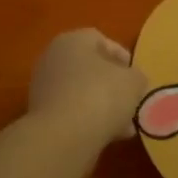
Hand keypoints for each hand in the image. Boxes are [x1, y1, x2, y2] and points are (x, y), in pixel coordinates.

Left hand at [27, 29, 147, 146]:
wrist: (63, 137)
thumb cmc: (101, 96)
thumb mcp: (134, 81)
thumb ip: (137, 77)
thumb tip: (133, 82)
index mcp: (72, 41)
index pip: (100, 40)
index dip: (122, 56)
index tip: (136, 76)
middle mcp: (53, 59)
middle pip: (89, 68)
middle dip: (113, 85)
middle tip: (131, 100)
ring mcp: (43, 88)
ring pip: (82, 92)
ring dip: (103, 106)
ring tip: (124, 125)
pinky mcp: (41, 116)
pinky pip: (72, 112)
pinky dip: (89, 121)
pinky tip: (108, 136)